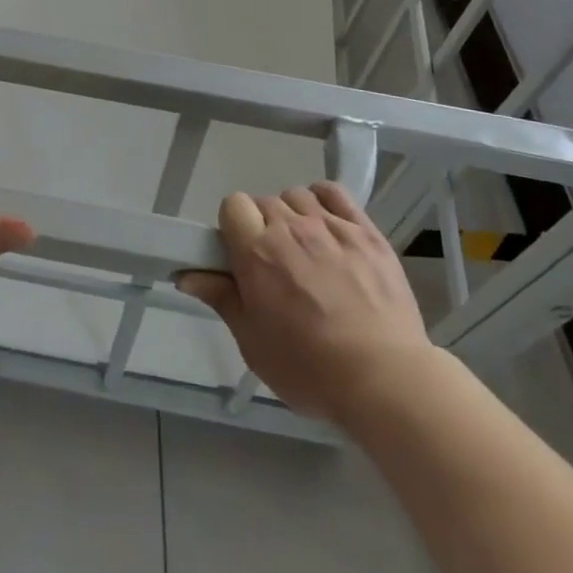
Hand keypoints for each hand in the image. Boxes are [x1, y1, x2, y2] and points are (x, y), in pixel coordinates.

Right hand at [178, 183, 431, 423]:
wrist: (385, 379)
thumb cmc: (310, 369)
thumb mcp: (254, 343)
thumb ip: (222, 299)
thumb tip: (187, 275)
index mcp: (257, 253)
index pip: (233, 205)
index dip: (233, 226)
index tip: (240, 254)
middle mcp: (291, 228)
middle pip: (264, 202)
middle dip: (262, 226)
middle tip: (274, 264)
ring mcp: (331, 226)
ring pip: (298, 195)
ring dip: (293, 214)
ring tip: (304, 249)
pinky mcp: (365, 230)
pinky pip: (335, 193)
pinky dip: (324, 200)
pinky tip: (326, 224)